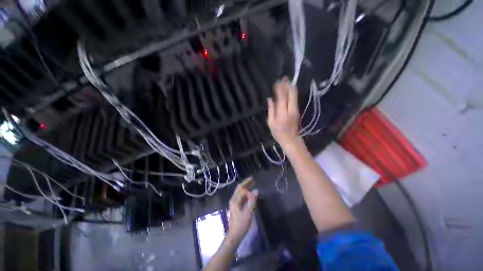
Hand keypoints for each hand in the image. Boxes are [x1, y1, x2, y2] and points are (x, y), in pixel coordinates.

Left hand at [227, 178, 258, 243]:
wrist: (234, 235)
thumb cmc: (241, 224)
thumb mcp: (248, 212)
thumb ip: (252, 201)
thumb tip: (256, 190)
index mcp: (235, 200)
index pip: (241, 190)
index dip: (248, 190)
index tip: (255, 194)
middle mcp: (233, 199)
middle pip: (239, 188)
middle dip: (246, 183)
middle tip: (252, 179)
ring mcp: (234, 203)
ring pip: (240, 192)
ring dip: (246, 187)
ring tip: (252, 183)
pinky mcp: (236, 206)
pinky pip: (241, 196)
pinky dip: (246, 193)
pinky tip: (250, 194)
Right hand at [267, 77, 300, 148]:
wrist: (290, 139)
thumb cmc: (278, 132)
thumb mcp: (271, 123)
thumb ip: (271, 110)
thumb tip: (270, 99)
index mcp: (282, 112)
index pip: (282, 96)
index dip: (279, 88)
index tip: (276, 82)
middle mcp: (291, 109)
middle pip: (291, 93)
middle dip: (287, 85)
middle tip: (283, 78)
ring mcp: (295, 109)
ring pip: (294, 95)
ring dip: (290, 88)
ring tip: (285, 81)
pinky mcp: (297, 110)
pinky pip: (294, 99)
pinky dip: (291, 93)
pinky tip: (288, 90)